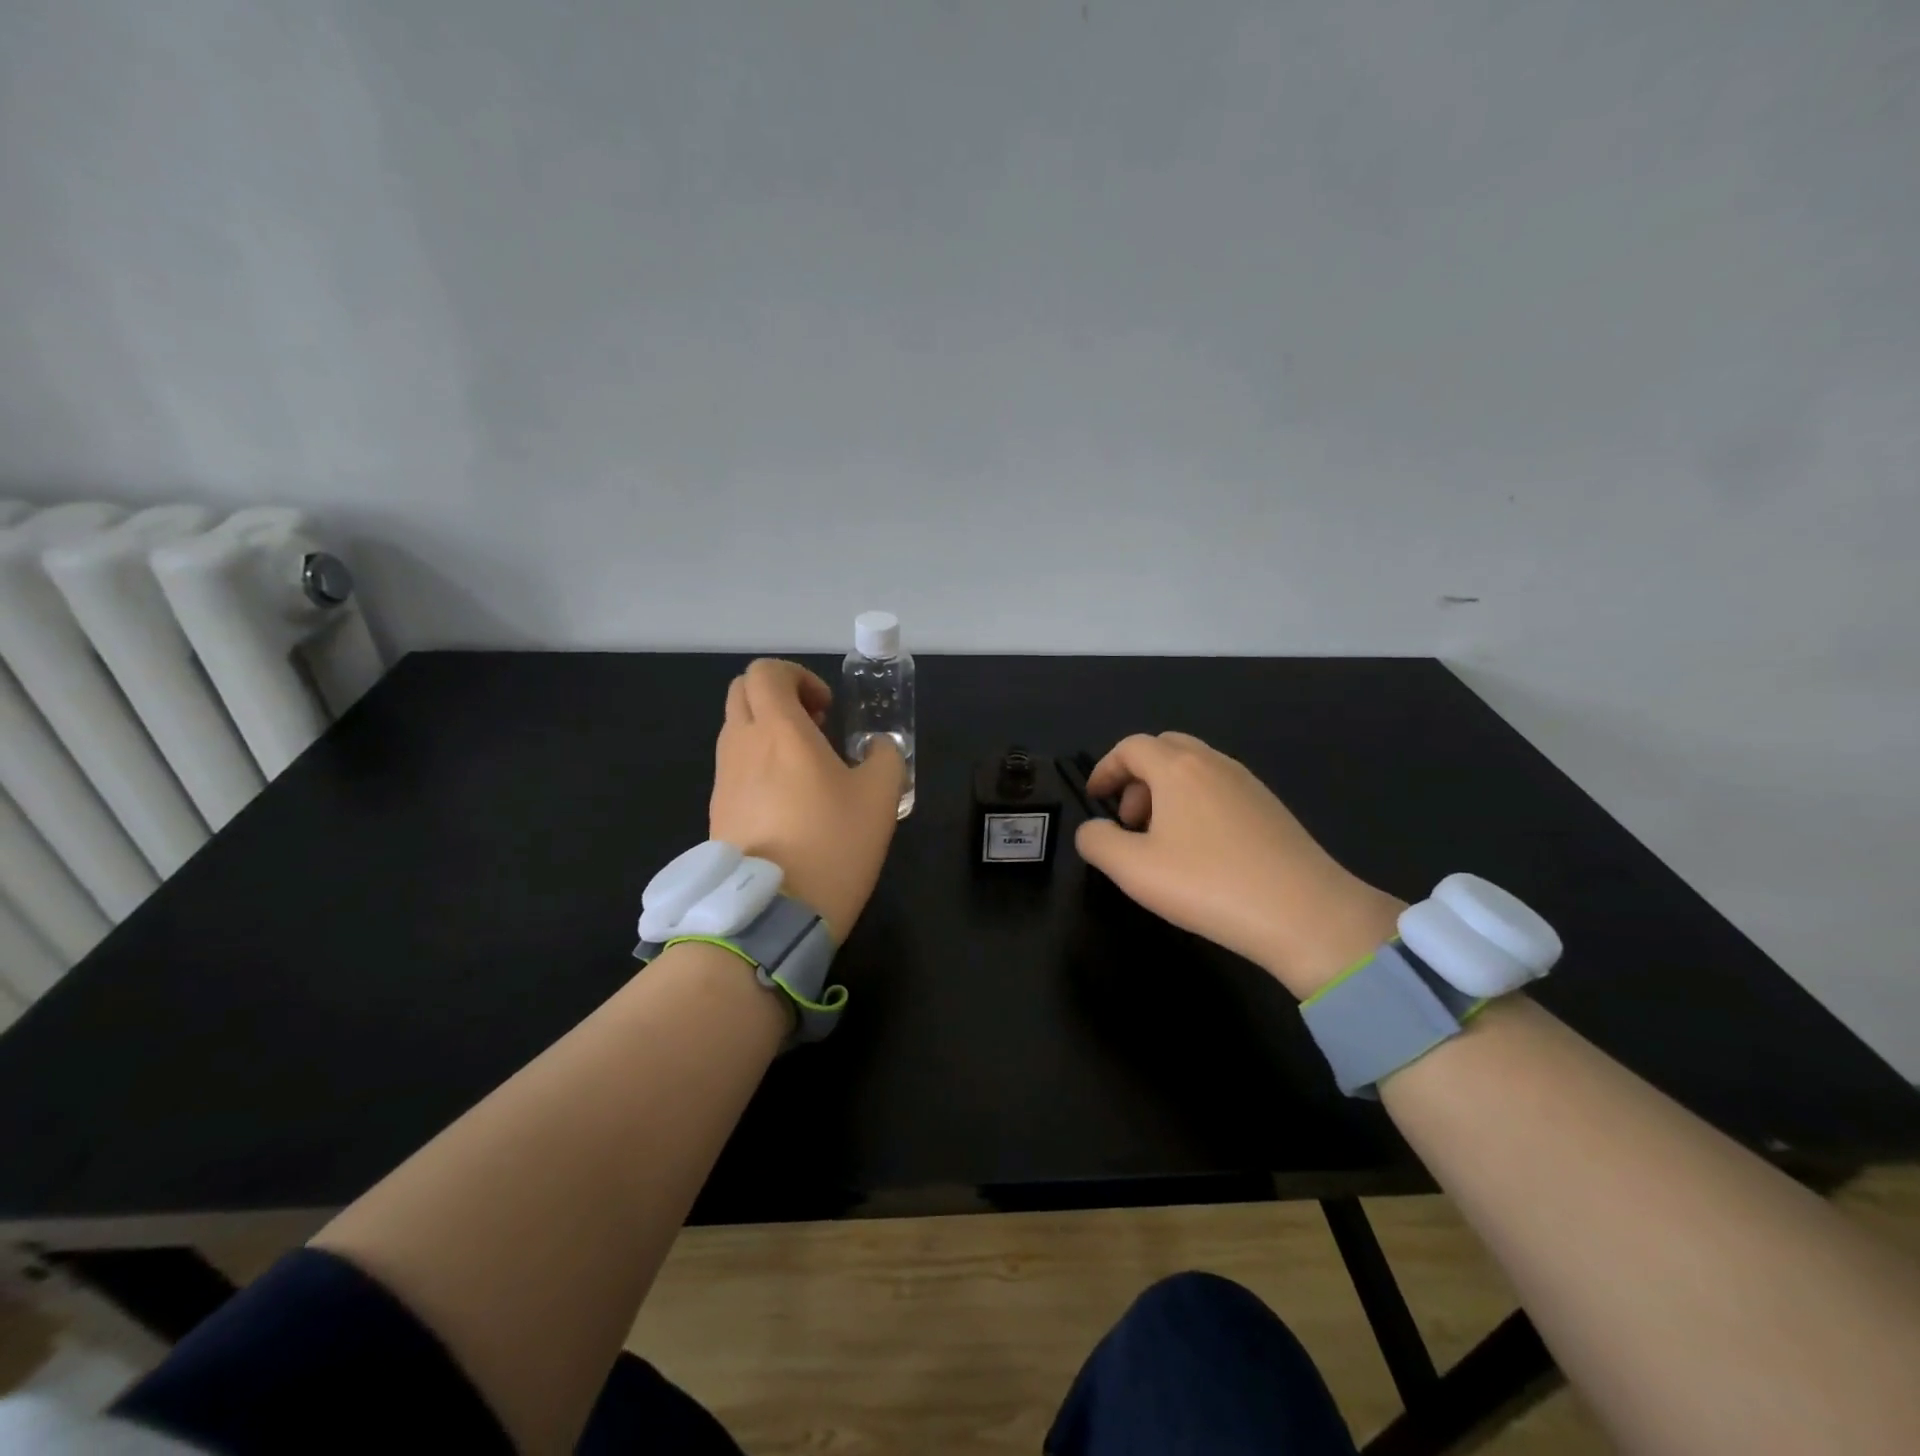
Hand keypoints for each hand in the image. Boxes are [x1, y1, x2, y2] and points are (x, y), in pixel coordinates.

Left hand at [709, 659, 904, 944]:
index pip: (766, 672)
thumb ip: (885, 757)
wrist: (773, 913)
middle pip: (743, 693)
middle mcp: (741, 745)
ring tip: (806, 769)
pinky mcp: (716, 811)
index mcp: (778, 729)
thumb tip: (877, 748)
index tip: (826, 709)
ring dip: (768, 732)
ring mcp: (723, 779)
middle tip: (815, 727)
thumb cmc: (832, 844)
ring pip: (736, 730)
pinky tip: (789, 803)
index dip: (798, 677)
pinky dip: (758, 765)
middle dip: (779, 697)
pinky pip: (733, 768)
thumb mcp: (881, 797)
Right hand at [1074, 733, 1404, 998]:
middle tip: (1129, 820)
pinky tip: (1201, 850)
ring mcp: (1247, 783)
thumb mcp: (1133, 869)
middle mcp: (1213, 763)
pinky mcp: (1270, 806)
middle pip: (1164, 749)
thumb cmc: (1208, 884)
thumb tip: (1092, 830)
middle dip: (1137, 777)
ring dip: (1167, 792)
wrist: (1305, 912)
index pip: (1131, 747)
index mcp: (1177, 768)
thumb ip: (1097, 843)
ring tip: (1161, 840)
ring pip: (1194, 768)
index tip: (1095, 800)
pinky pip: (1219, 788)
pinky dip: (1196, 803)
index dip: (1106, 770)